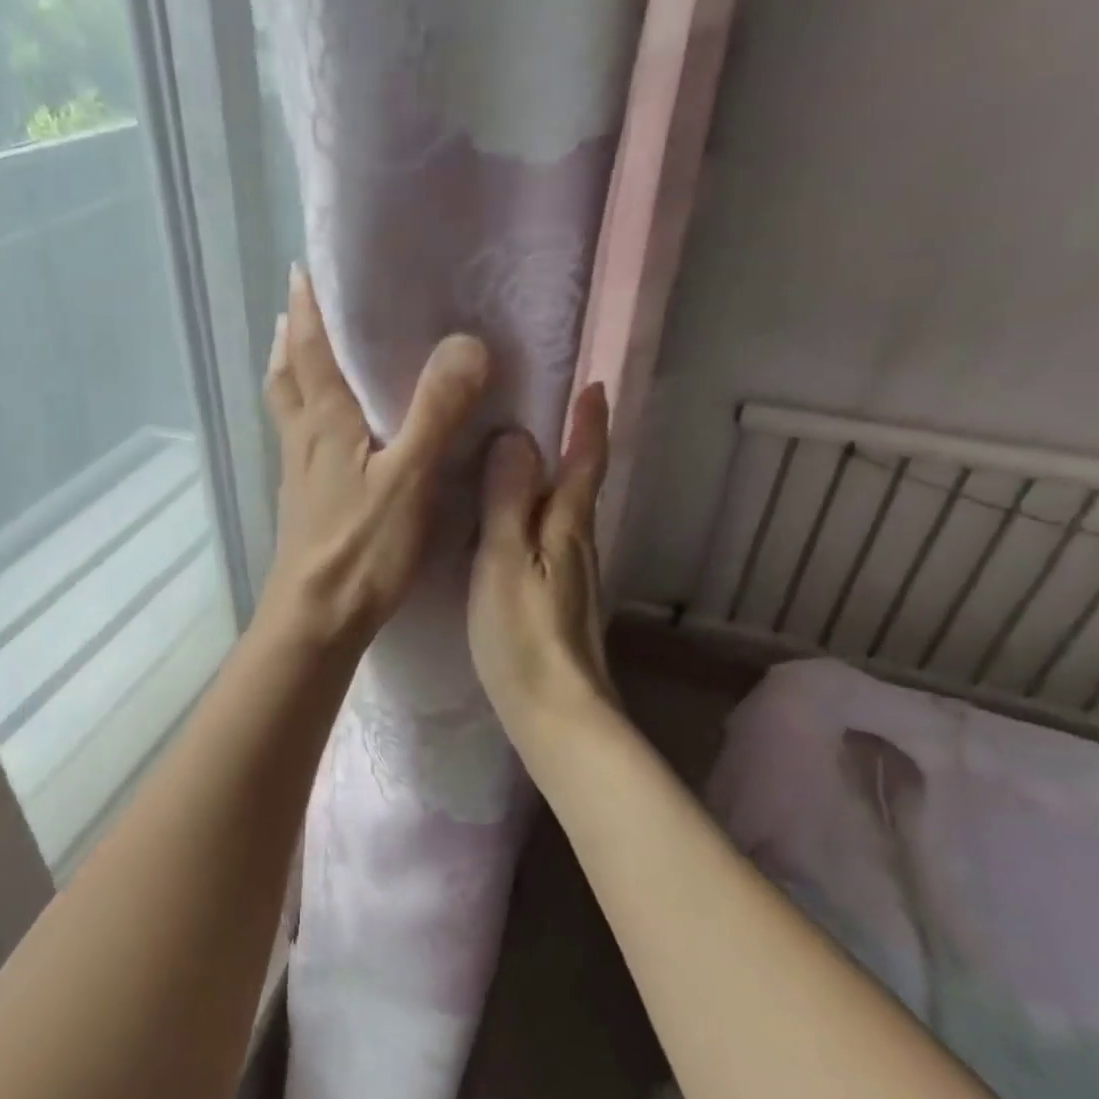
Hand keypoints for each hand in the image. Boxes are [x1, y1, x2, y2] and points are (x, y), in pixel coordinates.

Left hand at [260, 265, 488, 651]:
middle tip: (295, 306)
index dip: (308, 310)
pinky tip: (323, 431)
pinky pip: (298, 441)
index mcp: (324, 423)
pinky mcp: (304, 504)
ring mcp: (298, 475)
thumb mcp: (410, 477)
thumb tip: (465, 343)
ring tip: (296, 354)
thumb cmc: (361, 549)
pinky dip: (303, 415)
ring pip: (286, 410)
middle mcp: (303, 440)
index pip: (310, 352)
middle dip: (289, 338)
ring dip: (289, 374)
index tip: (302, 270)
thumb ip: (436, 412)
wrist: (316, 618)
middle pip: (286, 378)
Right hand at [467, 383, 614, 746]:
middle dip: (573, 448)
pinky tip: (513, 534)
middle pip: (579, 488)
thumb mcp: (504, 559)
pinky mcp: (561, 606)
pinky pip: (549, 545)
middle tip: (547, 416)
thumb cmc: (523, 634)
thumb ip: (507, 499)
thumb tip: (517, 435)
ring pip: (565, 518)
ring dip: (551, 486)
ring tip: (521, 468)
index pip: (584, 463)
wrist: (556, 712)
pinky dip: (536, 522)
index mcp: (567, 528)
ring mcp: (574, 580)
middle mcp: (579, 547)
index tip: (595, 386)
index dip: (589, 424)